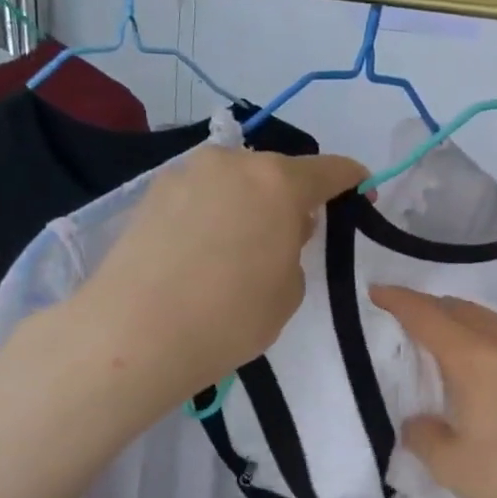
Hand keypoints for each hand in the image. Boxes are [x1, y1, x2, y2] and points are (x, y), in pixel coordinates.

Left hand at [72, 147, 366, 415]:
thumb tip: (277, 228)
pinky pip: (201, 195)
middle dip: (292, 197)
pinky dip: (213, 213)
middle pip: (277, 172)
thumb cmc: (230, 317)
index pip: (330, 170)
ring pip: (235, 181)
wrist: (134, 333)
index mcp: (279, 182)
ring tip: (239, 249)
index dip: (351, 181)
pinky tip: (202, 251)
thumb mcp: (288, 291)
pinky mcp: (151, 193)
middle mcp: (233, 163)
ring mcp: (186, 173)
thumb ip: (294, 248)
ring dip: (249, 203)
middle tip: (291, 237)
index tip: (362, 193)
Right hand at [371, 287, 496, 497]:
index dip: (399, 301)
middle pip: (463, 309)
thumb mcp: (452, 464)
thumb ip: (426, 437)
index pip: (428, 316)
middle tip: (407, 316)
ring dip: (463, 320)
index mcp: (474, 357)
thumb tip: (419, 422)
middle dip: (432, 306)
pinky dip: (487, 339)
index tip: (376, 292)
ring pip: (492, 322)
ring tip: (445, 337)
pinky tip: (487, 367)